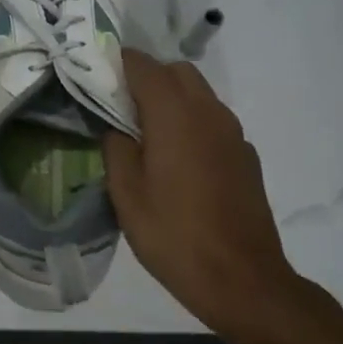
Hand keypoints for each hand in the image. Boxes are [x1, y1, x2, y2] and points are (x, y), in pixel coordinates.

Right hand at [103, 48, 297, 339]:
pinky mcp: (246, 156)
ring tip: (146, 135)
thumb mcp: (126, 194)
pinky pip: (213, 121)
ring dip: (172, 100)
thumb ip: (116, 148)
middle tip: (120, 107)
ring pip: (199, 94)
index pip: (143, 66)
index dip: (117, 63)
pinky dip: (192, 123)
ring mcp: (233, 134)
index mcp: (175, 115)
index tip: (96, 75)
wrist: (242, 280)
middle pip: (177, 72)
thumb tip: (116, 127)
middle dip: (147, 78)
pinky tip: (178, 162)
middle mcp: (208, 113)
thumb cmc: (174, 235)